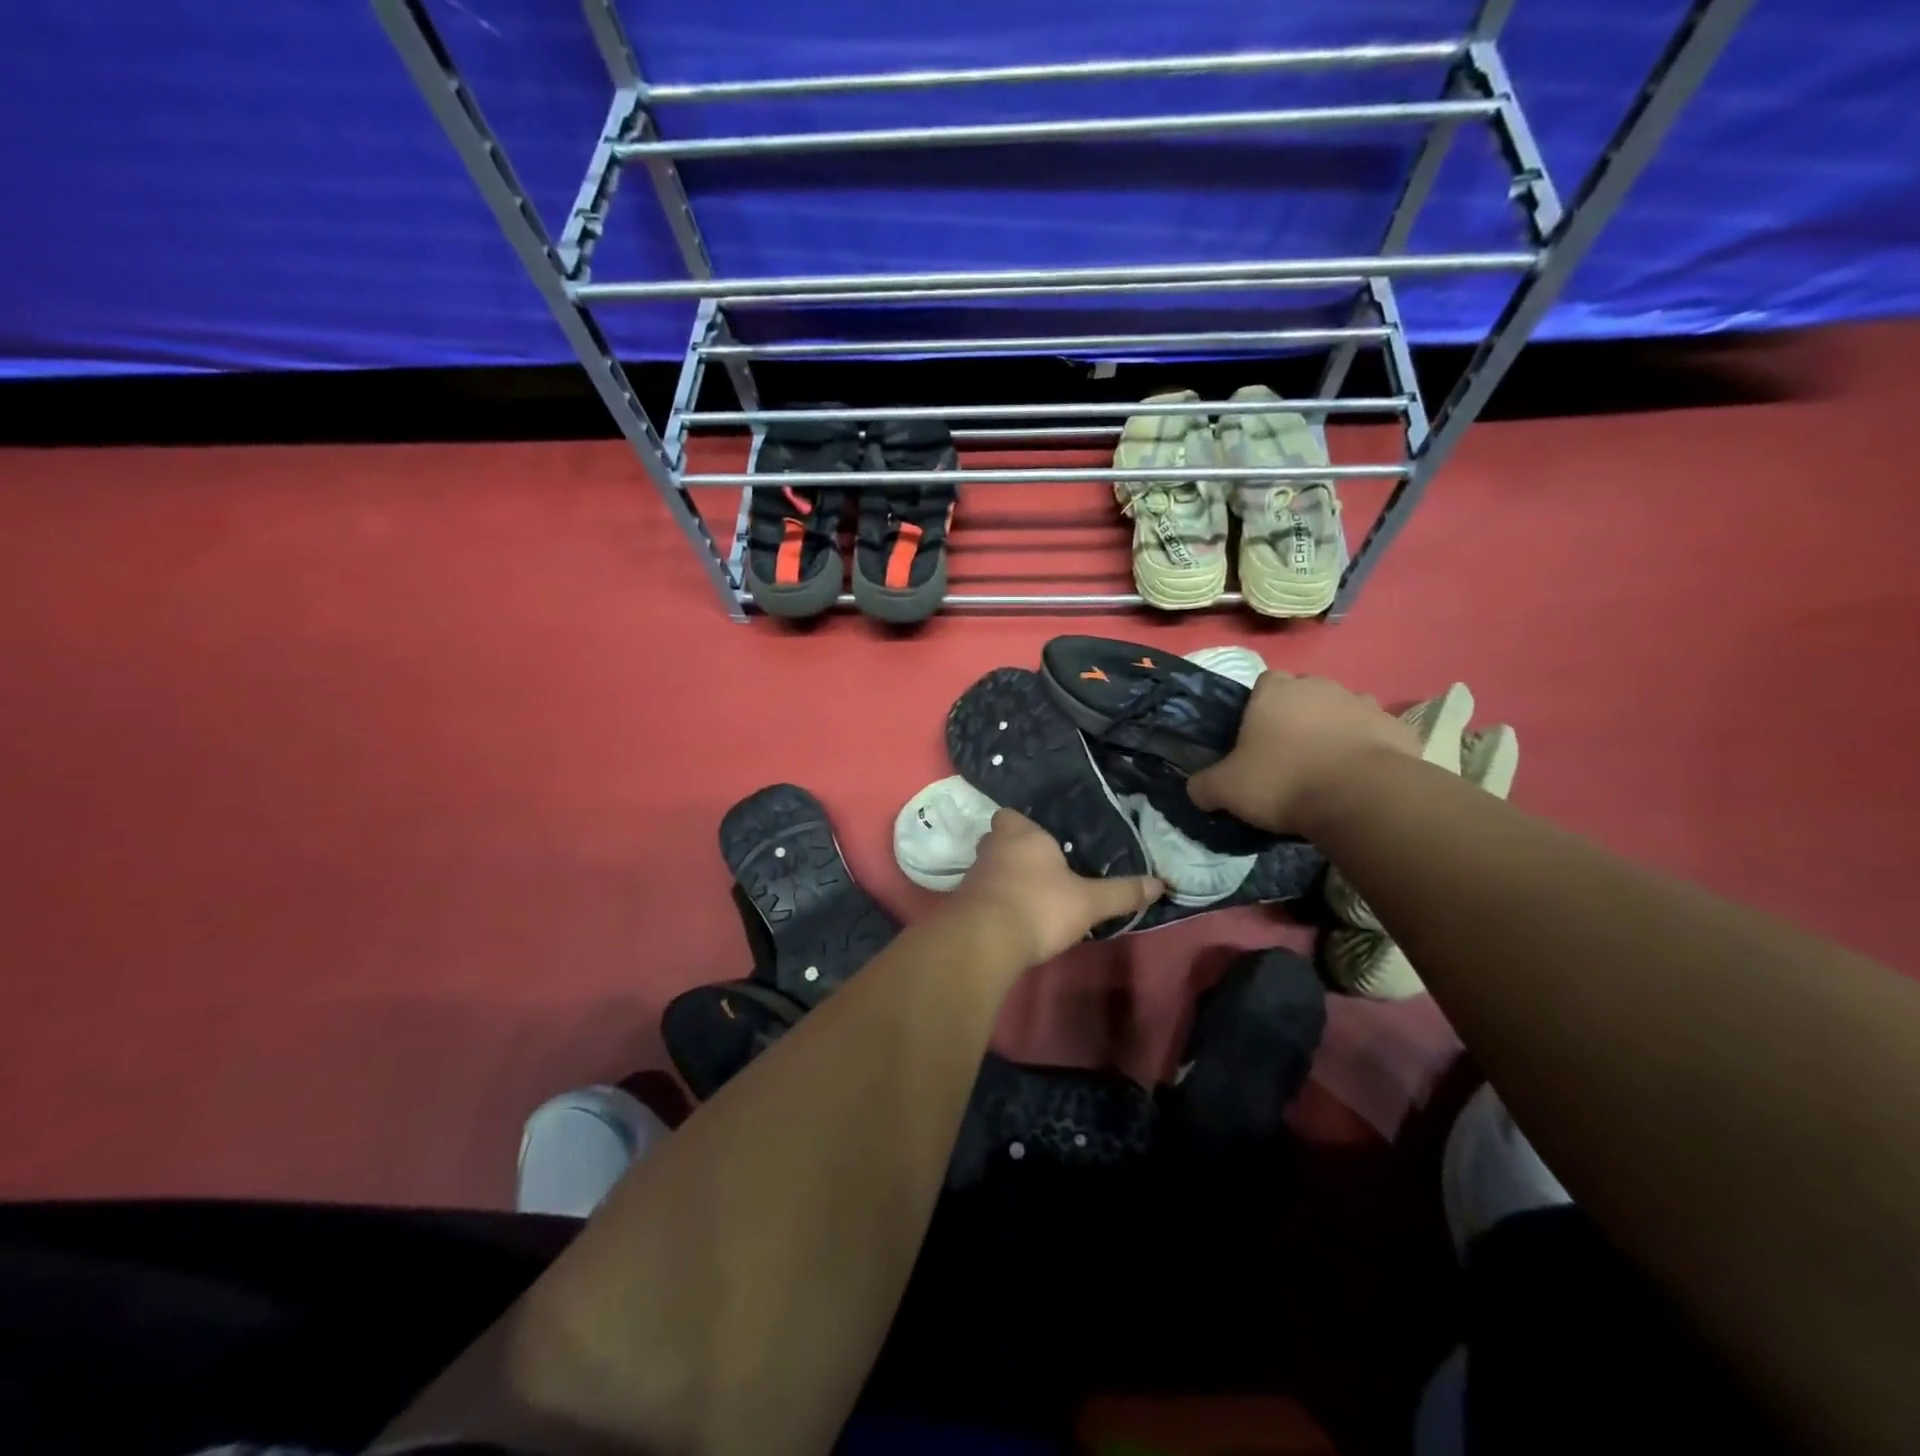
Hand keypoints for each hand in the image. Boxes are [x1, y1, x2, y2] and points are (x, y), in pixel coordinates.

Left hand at [947, 809, 1163, 967]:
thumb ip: (1122, 893)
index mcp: (1024, 835)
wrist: (984, 939)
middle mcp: (994, 848)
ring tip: (1028, 895)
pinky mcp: (962, 903)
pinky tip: (1010, 918)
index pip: (1012, 816)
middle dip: (1014, 850)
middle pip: (999, 839)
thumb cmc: (1040, 906)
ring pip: (989, 867)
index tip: (1043, 842)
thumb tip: (1160, 884)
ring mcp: (974, 874)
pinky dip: (993, 901)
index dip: (1024, 826)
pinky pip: (981, 894)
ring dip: (1003, 877)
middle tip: (1039, 868)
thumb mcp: (1089, 902)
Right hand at [1187, 672, 1420, 834]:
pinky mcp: (1399, 728)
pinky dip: (1370, 748)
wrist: (1361, 797)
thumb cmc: (1283, 782)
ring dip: (1336, 728)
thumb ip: (1204, 786)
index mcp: (1275, 693)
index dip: (1260, 706)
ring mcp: (1364, 703)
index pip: (1265, 682)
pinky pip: (1377, 733)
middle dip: (1299, 715)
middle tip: (1290, 753)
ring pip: (1344, 709)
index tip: (1256, 736)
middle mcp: (1319, 687)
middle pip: (1305, 693)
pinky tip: (1361, 777)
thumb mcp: (1226, 790)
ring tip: (1328, 765)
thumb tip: (1196, 789)